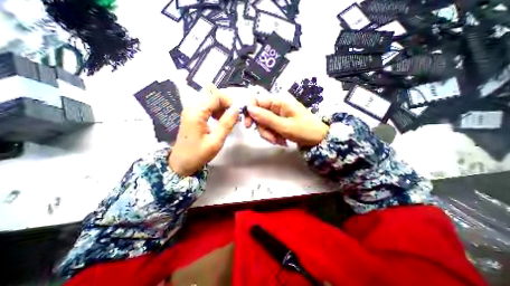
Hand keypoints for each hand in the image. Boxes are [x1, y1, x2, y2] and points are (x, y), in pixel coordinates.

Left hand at [169, 85, 237, 175]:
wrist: (180, 163)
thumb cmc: (198, 154)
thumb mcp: (216, 142)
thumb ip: (227, 124)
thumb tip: (237, 109)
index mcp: (196, 112)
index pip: (215, 95)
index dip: (229, 101)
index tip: (237, 112)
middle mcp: (192, 107)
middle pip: (212, 92)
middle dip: (225, 101)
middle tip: (232, 115)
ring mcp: (191, 109)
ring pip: (210, 97)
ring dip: (221, 105)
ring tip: (226, 119)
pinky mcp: (192, 114)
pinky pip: (207, 104)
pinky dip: (216, 109)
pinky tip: (218, 119)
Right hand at [245, 94, 328, 147]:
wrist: (318, 139)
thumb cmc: (305, 130)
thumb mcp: (285, 126)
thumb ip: (266, 118)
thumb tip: (249, 109)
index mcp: (279, 101)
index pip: (256, 101)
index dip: (249, 112)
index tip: (248, 125)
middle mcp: (276, 106)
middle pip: (258, 115)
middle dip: (263, 129)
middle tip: (272, 139)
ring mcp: (277, 114)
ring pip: (263, 124)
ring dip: (268, 134)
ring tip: (279, 141)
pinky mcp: (278, 122)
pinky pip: (269, 128)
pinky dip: (273, 136)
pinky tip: (281, 140)